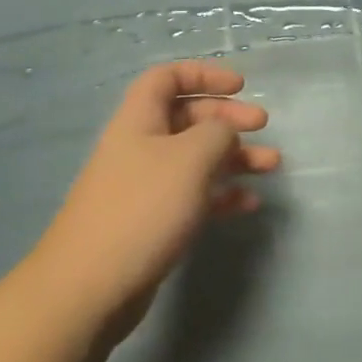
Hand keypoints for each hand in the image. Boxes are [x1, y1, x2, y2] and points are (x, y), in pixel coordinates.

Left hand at [37, 60, 279, 347]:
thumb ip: (218, 134)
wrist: (90, 287)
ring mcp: (145, 187)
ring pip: (196, 159)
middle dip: (227, 118)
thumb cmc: (143, 208)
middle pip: (187, 118)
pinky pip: (194, 197)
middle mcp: (140, 147)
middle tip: (262, 125)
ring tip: (272, 165)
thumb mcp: (190, 158)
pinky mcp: (152, 223)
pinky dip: (222, 195)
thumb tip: (225, 134)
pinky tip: (248, 204)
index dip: (203, 74)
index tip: (240, 86)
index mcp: (139, 120)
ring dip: (235, 158)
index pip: (167, 78)